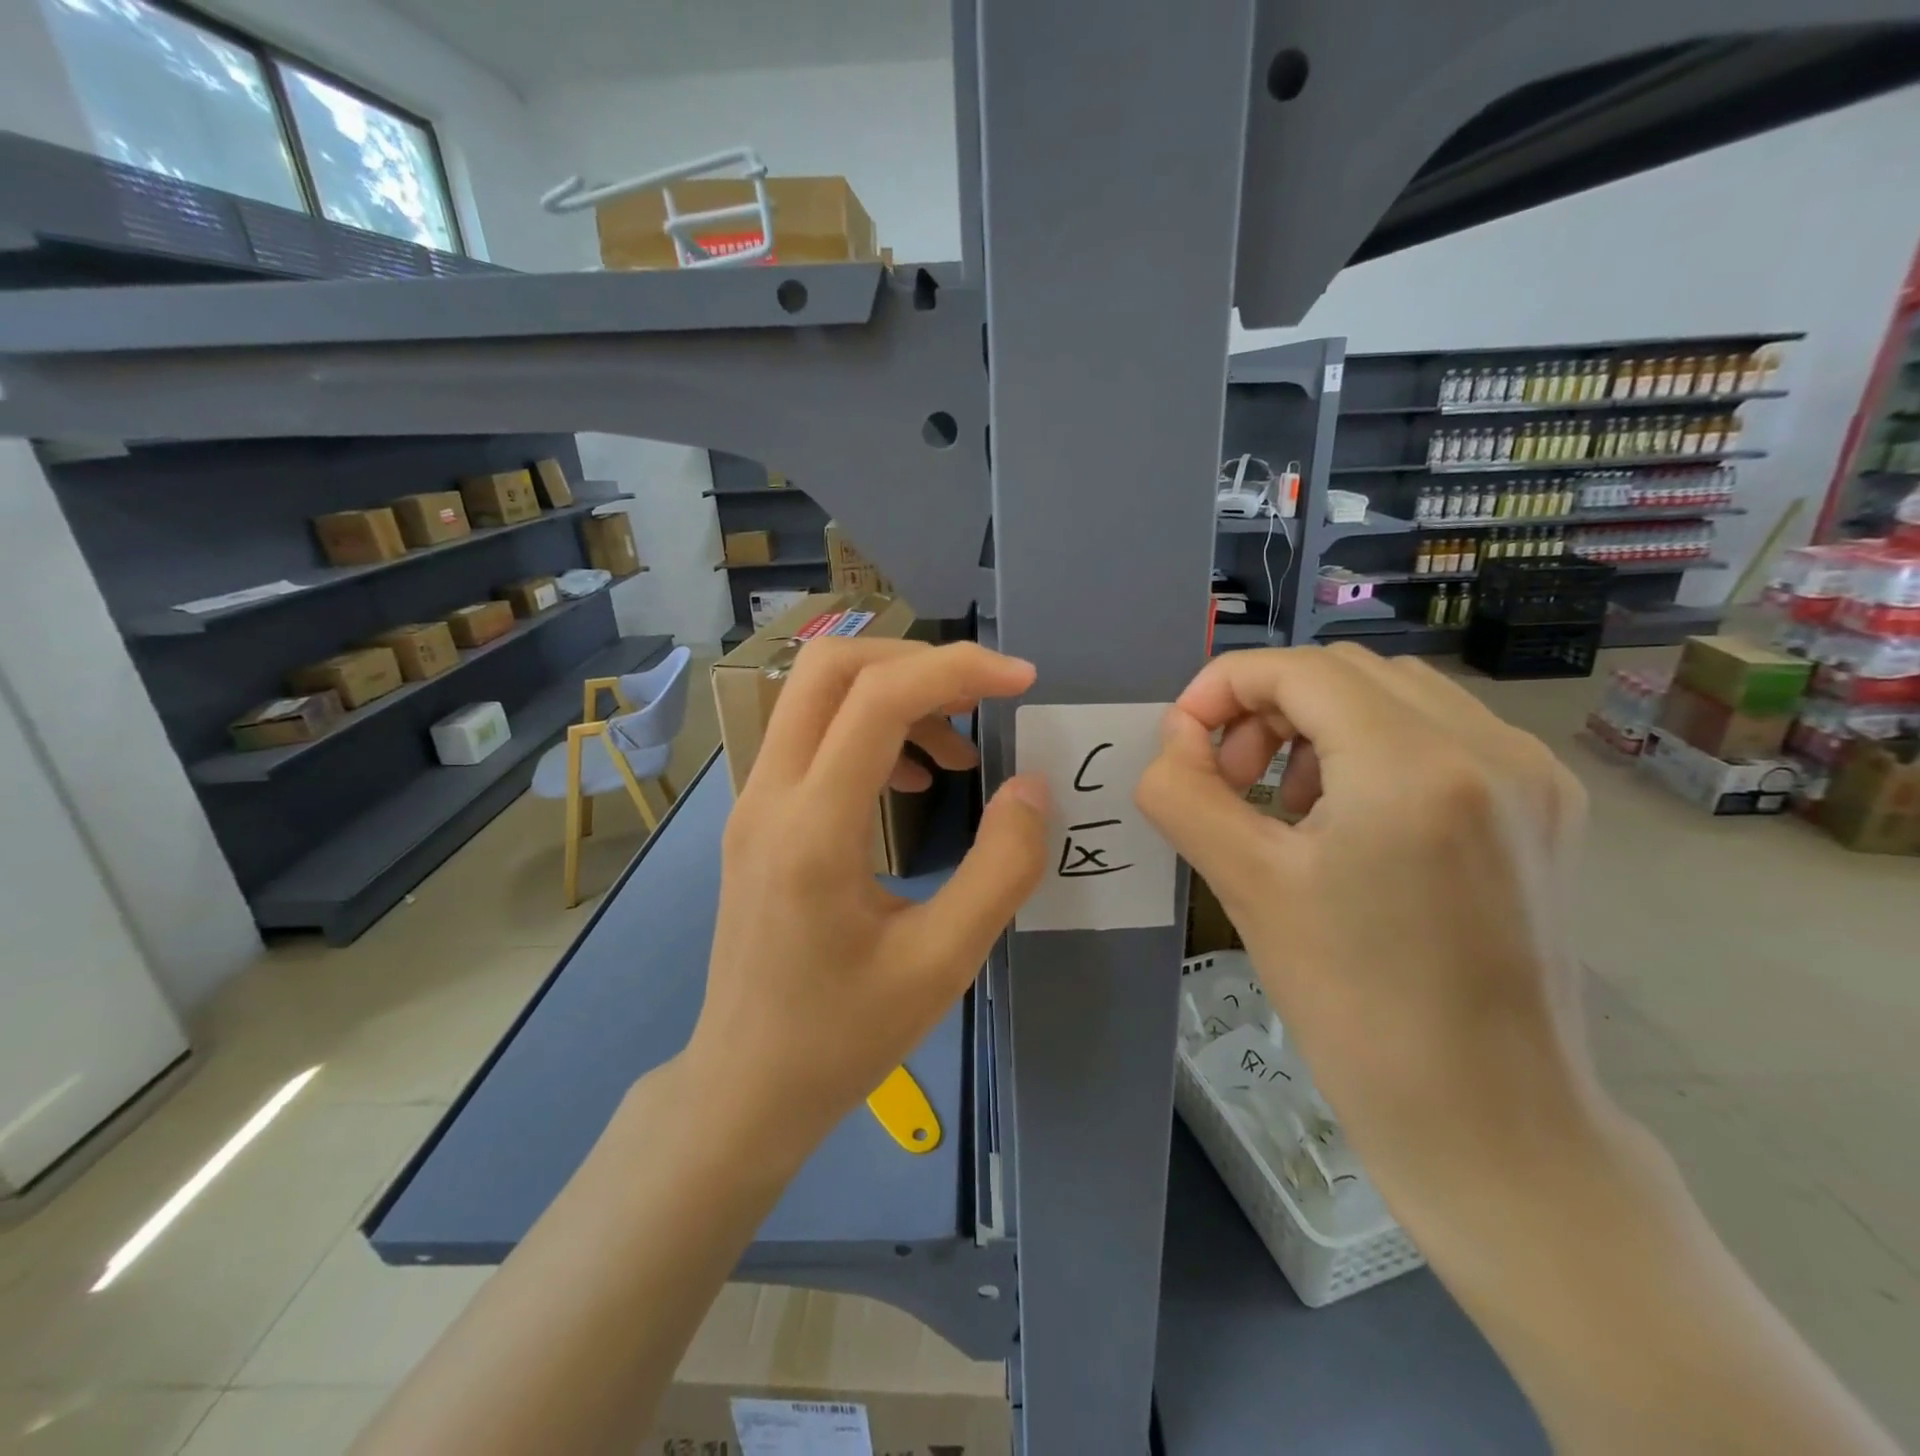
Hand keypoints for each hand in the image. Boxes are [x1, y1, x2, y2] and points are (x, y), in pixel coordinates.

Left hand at [683, 638, 1048, 1172]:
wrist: (746, 1084)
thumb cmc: (843, 1036)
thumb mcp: (944, 963)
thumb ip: (1001, 868)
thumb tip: (1030, 787)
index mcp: (812, 830)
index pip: (877, 699)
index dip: (957, 669)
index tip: (1021, 680)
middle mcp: (769, 796)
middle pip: (830, 668)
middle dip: (916, 660)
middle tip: (982, 695)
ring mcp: (752, 802)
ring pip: (814, 695)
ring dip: (893, 695)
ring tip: (957, 749)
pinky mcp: (757, 817)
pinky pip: (810, 735)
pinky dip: (868, 729)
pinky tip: (911, 778)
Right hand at [1135, 644, 1597, 1217]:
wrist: (1491, 1119)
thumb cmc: (1355, 1006)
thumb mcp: (1246, 886)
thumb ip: (1183, 793)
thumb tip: (1173, 740)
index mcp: (1415, 766)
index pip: (1298, 669)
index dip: (1222, 686)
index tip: (1182, 737)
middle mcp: (1489, 747)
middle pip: (1345, 672)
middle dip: (1267, 706)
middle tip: (1229, 775)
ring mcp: (1530, 775)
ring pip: (1395, 696)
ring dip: (1319, 724)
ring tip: (1284, 800)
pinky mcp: (1545, 807)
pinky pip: (1440, 733)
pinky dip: (1372, 748)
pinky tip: (1349, 819)